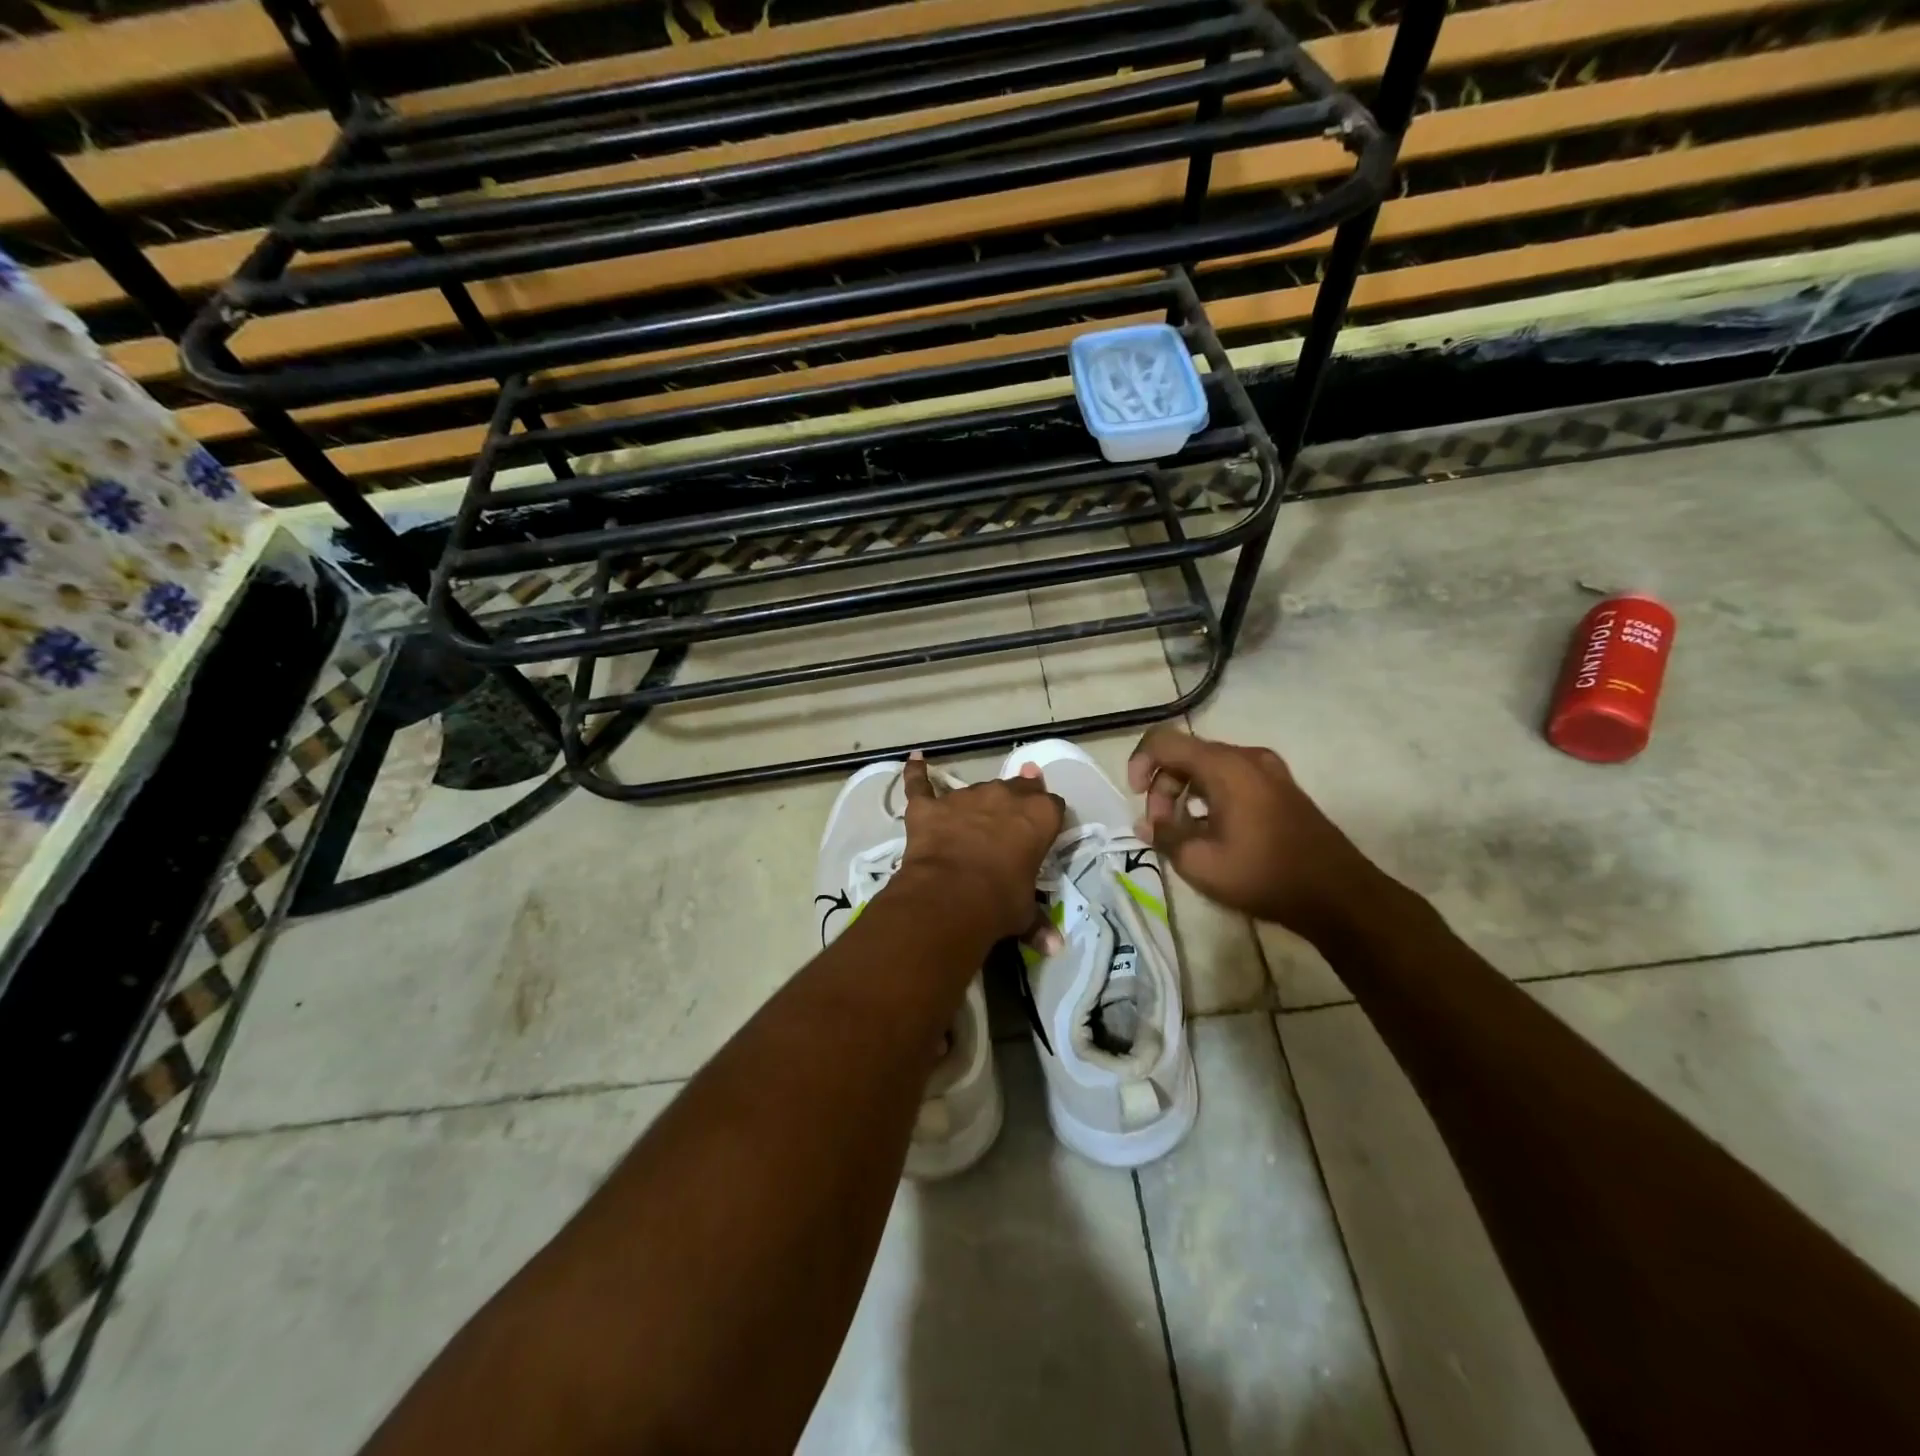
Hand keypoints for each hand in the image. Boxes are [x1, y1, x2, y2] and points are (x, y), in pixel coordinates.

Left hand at [892, 753, 1064, 949]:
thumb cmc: (999, 903)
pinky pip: (921, 784)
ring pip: (976, 790)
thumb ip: (1039, 924)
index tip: (1043, 831)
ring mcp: (964, 798)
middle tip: (1012, 820)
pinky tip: (915, 760)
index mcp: (1038, 816)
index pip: (1052, 805)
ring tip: (972, 820)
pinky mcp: (929, 806)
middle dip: (1017, 799)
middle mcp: (1004, 796)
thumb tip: (1054, 948)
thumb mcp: (1025, 914)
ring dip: (977, 803)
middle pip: (1018, 787)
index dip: (1047, 818)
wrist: (949, 898)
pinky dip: (916, 773)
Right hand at [1126, 726, 1385, 941]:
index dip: (1139, 763)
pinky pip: (1232, 779)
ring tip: (1184, 834)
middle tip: (1161, 828)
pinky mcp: (1281, 788)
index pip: (1163, 741)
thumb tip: (1146, 824)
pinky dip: (1210, 797)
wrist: (1338, 895)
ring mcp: (1269, 770)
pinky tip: (1212, 832)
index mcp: (1224, 766)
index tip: (1135, 798)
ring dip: (1185, 794)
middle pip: (1186, 755)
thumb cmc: (1263, 875)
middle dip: (1163, 787)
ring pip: (1208, 768)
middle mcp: (1246, 757)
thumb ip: (1164, 836)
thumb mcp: (1200, 862)